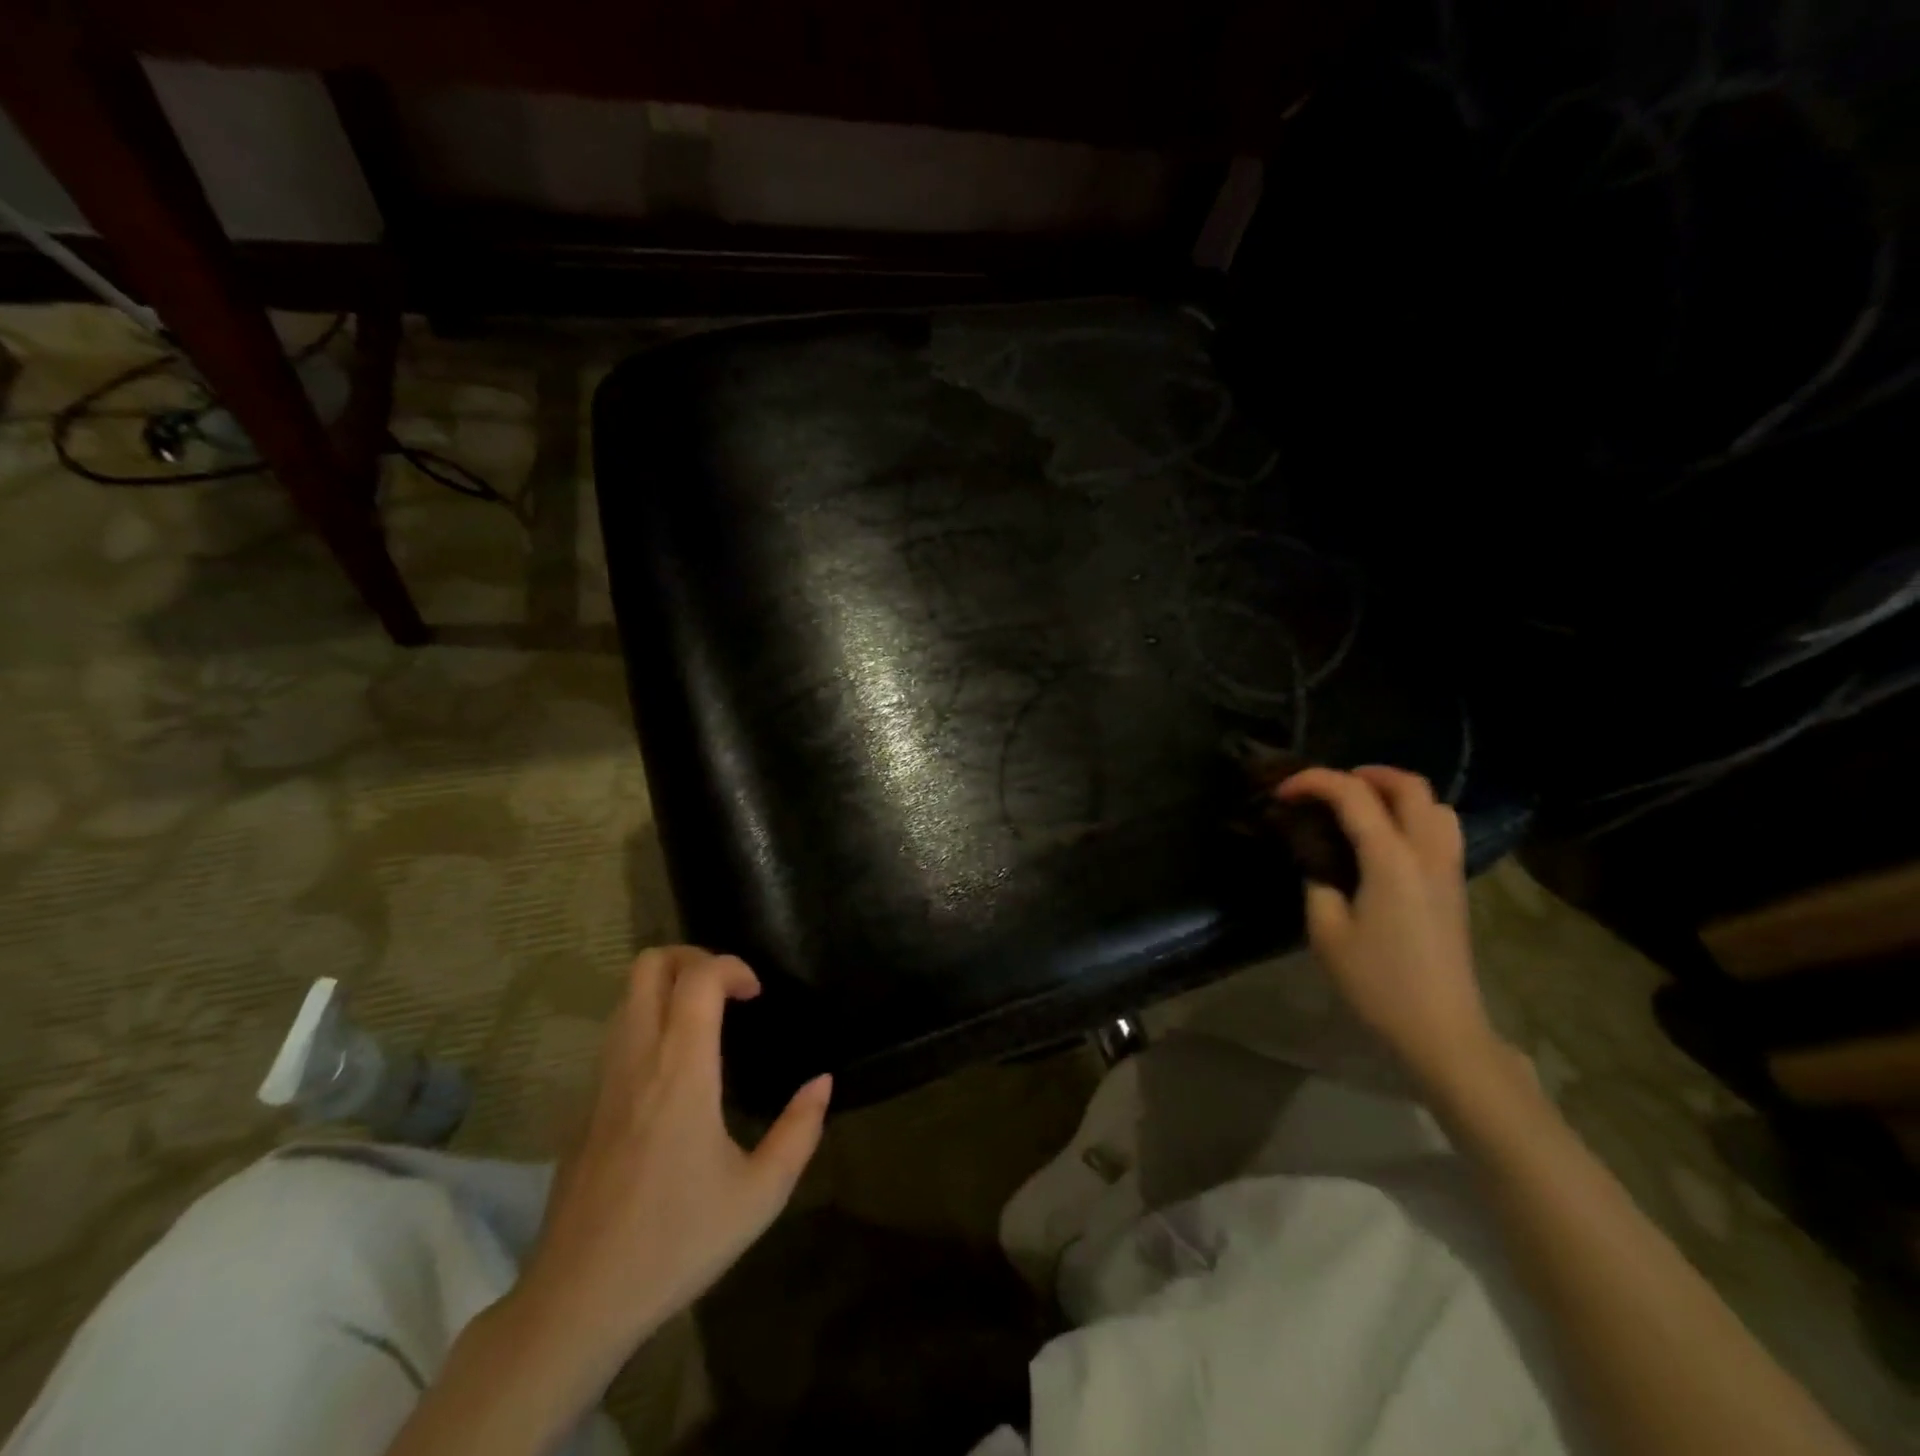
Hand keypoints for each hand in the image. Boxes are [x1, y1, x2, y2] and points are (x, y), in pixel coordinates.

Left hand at [511, 947, 830, 1384]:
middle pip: (649, 966)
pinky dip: (647, 1022)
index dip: (732, 966)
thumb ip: (799, 1131)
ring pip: (625, 997)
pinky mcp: (583, 1108)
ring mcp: (602, 1082)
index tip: (757, 994)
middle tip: (727, 989)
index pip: (697, 978)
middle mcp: (637, 1060)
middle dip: (692, 957)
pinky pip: (615, 1036)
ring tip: (705, 1020)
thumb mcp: (760, 1195)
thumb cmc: (676, 1243)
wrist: (576, 1303)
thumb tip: (823, 1082)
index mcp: (681, 1071)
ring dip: (667, 988)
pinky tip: (673, 1070)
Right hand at [1276, 766, 1508, 1089]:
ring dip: (1396, 793)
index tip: (1281, 792)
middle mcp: (1426, 853)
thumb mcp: (1326, 932)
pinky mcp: (1454, 887)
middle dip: (1365, 774)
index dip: (1313, 781)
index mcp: (1391, 859)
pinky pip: (1440, 830)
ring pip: (1434, 805)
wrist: (1441, 1030)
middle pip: (1409, 786)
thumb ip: (1318, 883)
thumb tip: (1318, 863)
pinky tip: (1384, 841)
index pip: (1353, 795)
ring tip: (1360, 807)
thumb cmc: (1377, 982)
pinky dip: (1412, 816)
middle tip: (1328, 787)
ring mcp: (1448, 869)